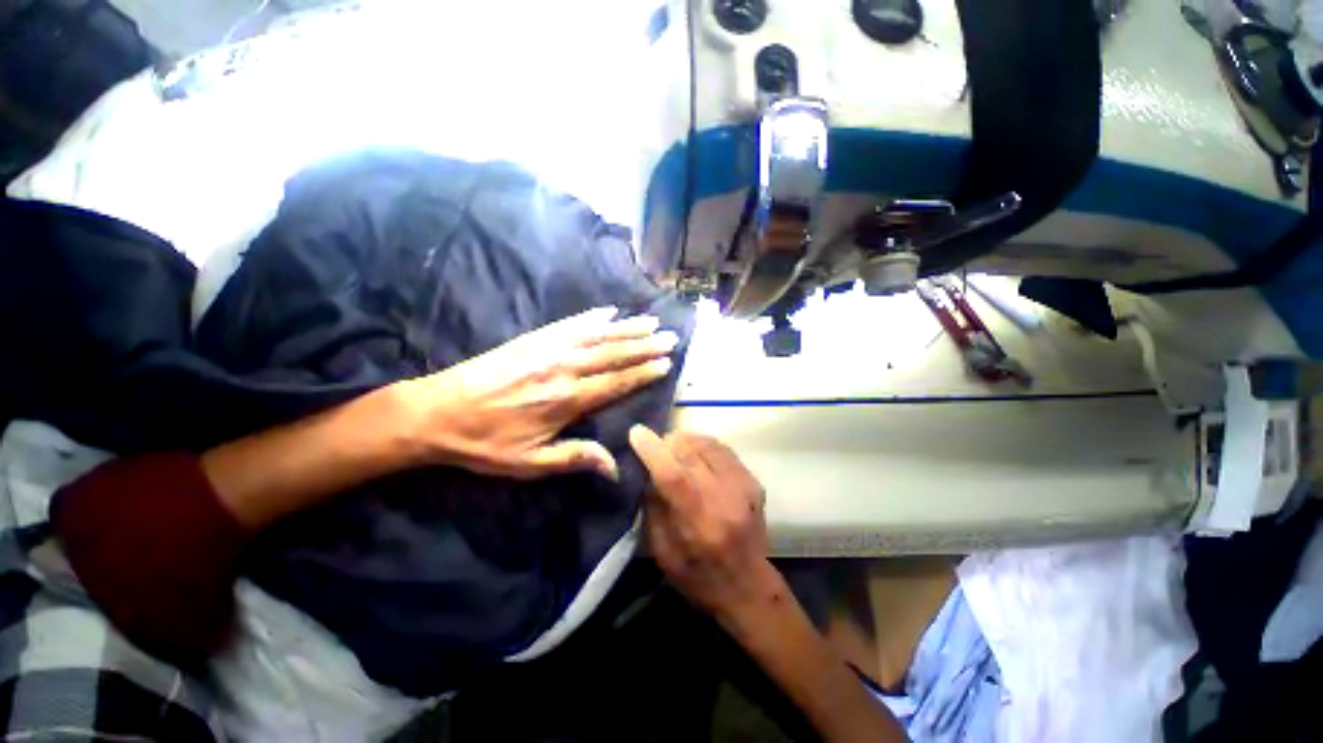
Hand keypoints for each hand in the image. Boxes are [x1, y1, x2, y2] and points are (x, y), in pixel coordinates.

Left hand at [398, 307, 676, 479]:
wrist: (435, 413)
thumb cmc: (485, 444)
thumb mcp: (529, 464)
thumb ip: (575, 458)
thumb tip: (617, 467)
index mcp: (566, 400)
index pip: (615, 382)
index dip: (643, 373)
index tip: (666, 363)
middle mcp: (563, 369)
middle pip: (612, 354)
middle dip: (644, 345)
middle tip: (670, 337)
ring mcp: (547, 349)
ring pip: (596, 335)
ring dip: (626, 327)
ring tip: (651, 321)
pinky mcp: (532, 339)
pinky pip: (568, 324)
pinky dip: (591, 317)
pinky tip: (608, 311)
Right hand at [628, 426, 776, 620]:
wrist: (748, 585)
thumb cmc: (697, 575)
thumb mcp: (663, 552)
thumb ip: (652, 507)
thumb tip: (645, 469)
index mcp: (698, 525)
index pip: (673, 476)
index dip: (652, 450)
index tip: (636, 432)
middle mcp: (724, 500)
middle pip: (691, 452)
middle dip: (668, 440)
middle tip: (656, 444)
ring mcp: (743, 488)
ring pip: (708, 444)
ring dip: (686, 440)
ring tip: (675, 449)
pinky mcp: (753, 481)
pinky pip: (723, 448)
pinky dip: (704, 445)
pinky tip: (695, 453)